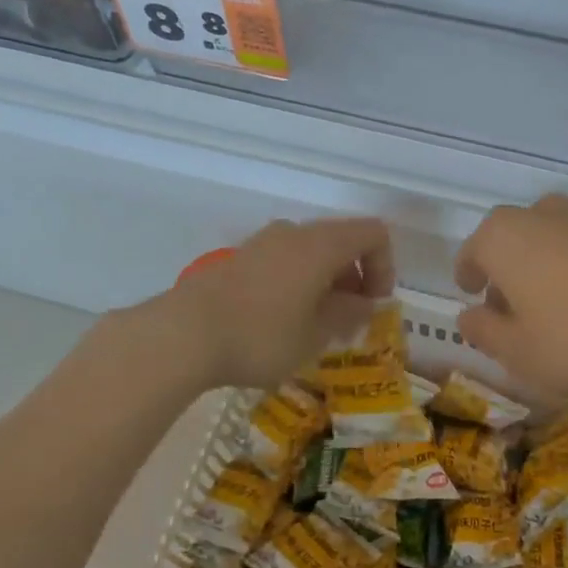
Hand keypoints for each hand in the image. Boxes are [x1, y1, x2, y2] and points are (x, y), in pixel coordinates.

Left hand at [162, 217, 394, 388]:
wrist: (182, 334)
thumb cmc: (261, 335)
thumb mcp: (316, 335)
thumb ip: (348, 314)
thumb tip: (362, 303)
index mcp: (321, 244)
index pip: (373, 234)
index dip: (385, 267)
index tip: (373, 306)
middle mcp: (294, 232)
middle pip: (342, 241)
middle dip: (354, 279)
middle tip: (346, 323)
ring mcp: (263, 243)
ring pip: (311, 253)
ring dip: (325, 283)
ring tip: (314, 327)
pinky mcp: (239, 258)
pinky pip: (284, 262)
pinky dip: (297, 283)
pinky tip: (281, 322)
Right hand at [454, 195, 567, 398]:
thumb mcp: (516, 351)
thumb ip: (483, 332)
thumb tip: (468, 315)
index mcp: (502, 237)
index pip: (472, 252)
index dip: (467, 275)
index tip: (471, 295)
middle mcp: (538, 216)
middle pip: (509, 240)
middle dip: (504, 270)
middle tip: (509, 309)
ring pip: (546, 239)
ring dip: (540, 266)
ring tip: (551, 307)